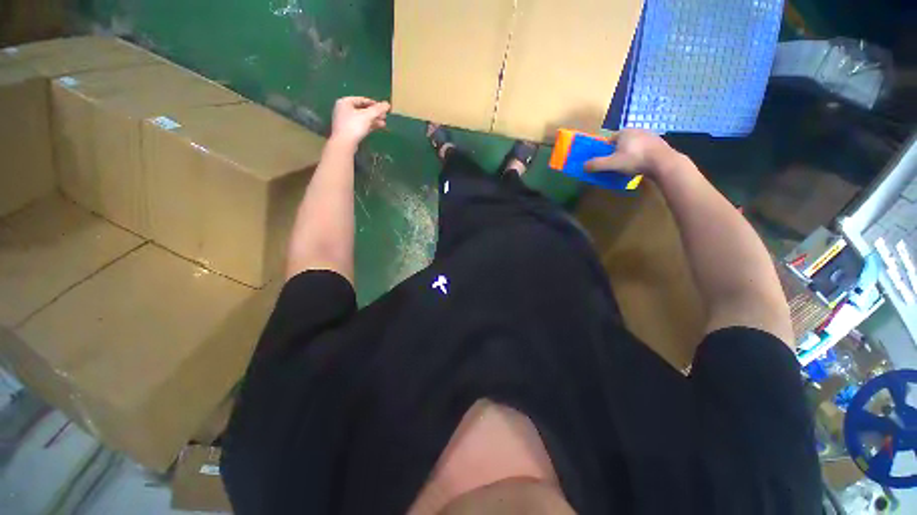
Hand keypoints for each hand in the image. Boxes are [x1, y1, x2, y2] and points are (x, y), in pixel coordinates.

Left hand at [330, 97, 390, 147]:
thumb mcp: (367, 116)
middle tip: (385, 116)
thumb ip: (378, 109)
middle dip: (374, 113)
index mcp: (345, 102)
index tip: (383, 107)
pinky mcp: (349, 131)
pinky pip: (360, 125)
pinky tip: (378, 127)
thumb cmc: (354, 126)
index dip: (373, 103)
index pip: (362, 100)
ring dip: (373, 120)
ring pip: (362, 118)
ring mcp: (345, 121)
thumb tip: (387, 104)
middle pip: (362, 109)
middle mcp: (343, 110)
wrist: (344, 143)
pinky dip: (369, 125)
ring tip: (384, 123)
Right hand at [584, 129, 676, 176]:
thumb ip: (596, 164)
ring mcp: (650, 136)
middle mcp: (637, 130)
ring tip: (628, 166)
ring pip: (633, 146)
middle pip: (621, 142)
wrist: (663, 162)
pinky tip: (640, 165)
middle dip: (617, 152)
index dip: (605, 150)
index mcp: (624, 132)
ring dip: (629, 154)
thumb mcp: (611, 164)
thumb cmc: (635, 160)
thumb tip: (583, 166)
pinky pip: (644, 149)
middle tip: (615, 164)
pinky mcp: (659, 143)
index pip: (609, 140)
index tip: (604, 160)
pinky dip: (640, 156)